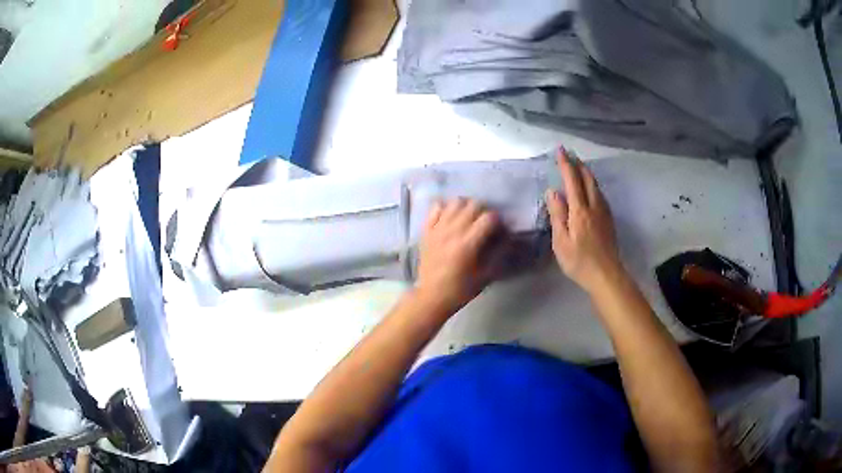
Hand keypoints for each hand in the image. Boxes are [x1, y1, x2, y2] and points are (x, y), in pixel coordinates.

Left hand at [414, 198, 499, 314]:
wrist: (432, 296)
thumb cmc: (461, 289)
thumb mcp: (486, 275)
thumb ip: (499, 253)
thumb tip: (508, 236)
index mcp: (467, 244)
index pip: (489, 218)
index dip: (499, 221)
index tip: (500, 230)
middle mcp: (452, 231)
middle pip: (473, 205)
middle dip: (484, 211)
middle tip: (486, 224)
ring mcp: (437, 228)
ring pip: (455, 202)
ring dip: (466, 207)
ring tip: (469, 218)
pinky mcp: (427, 230)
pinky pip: (436, 208)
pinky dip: (446, 208)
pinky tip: (451, 218)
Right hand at [545, 148, 622, 292]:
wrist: (606, 275)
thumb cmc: (579, 261)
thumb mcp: (561, 241)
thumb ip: (557, 214)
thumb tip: (553, 191)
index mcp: (580, 210)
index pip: (572, 180)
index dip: (566, 164)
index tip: (560, 150)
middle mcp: (594, 206)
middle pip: (588, 179)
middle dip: (578, 164)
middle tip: (570, 154)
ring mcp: (604, 212)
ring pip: (596, 185)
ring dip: (587, 173)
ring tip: (579, 166)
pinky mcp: (609, 220)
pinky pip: (600, 194)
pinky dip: (592, 184)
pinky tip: (590, 188)